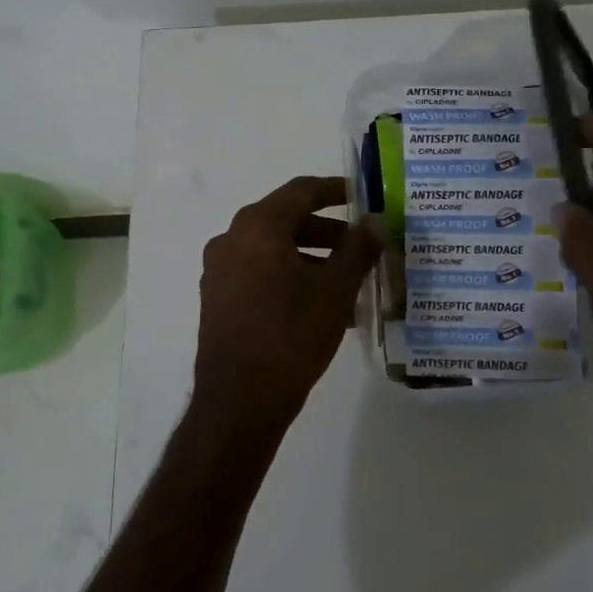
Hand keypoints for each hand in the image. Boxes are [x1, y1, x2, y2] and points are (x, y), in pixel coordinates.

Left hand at [193, 176, 384, 445]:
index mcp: (257, 226)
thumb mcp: (335, 289)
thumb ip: (358, 249)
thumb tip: (375, 221)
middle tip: (361, 247)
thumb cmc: (291, 334)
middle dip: (327, 232)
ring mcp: (218, 270)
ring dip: (311, 259)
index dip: (335, 191)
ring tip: (347, 285)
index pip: (301, 191)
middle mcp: (231, 239)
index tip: (362, 198)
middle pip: (285, 221)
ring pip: (273, 251)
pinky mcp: (217, 299)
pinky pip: (258, 274)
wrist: (239, 400)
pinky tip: (319, 308)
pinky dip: (289, 278)